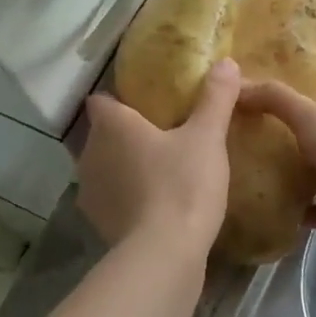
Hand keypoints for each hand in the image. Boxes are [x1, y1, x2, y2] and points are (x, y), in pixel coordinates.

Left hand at [78, 59, 240, 254]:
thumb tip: (226, 62)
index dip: (119, 99)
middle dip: (126, 135)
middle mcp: (89, 154)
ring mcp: (90, 192)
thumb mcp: (207, 137)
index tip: (146, 103)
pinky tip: (155, 204)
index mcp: (112, 126)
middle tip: (163, 136)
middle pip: (103, 135)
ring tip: (161, 171)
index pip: (102, 100)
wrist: (165, 254)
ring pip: (105, 168)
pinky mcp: (99, 224)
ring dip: (125, 168)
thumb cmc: (183, 185)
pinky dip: (128, 198)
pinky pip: (112, 199)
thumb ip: (216, 98)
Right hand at [236, 81, 315, 250]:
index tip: (269, 112)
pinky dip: (297, 211)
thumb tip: (238, 83)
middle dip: (295, 147)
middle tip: (254, 146)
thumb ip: (277, 99)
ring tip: (254, 176)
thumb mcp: (311, 116)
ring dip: (294, 180)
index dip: (303, 111)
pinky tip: (269, 207)